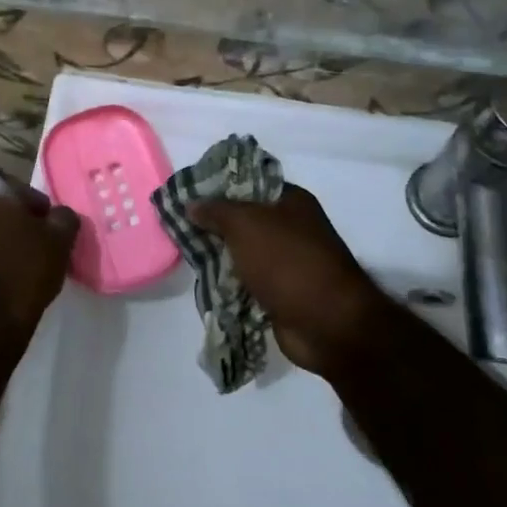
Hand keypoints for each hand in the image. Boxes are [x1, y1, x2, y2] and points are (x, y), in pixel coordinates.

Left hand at [0, 169, 80, 337]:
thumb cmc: (26, 267)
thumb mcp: (60, 238)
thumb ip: (64, 216)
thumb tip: (60, 215)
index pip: (16, 184)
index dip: (33, 202)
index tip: (46, 222)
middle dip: (14, 215)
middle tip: (35, 236)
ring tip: (21, 254)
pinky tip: (5, 267)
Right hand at [189, 184, 391, 378]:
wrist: (327, 324)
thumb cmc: (288, 262)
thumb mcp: (245, 225)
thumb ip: (216, 211)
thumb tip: (192, 204)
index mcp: (291, 201)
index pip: (249, 183)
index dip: (218, 186)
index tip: (187, 193)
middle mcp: (291, 228)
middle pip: (243, 219)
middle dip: (213, 223)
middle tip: (178, 224)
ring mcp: (287, 262)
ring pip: (242, 252)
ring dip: (218, 255)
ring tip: (183, 252)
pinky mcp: (280, 293)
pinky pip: (247, 281)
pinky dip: (228, 282)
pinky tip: (202, 280)